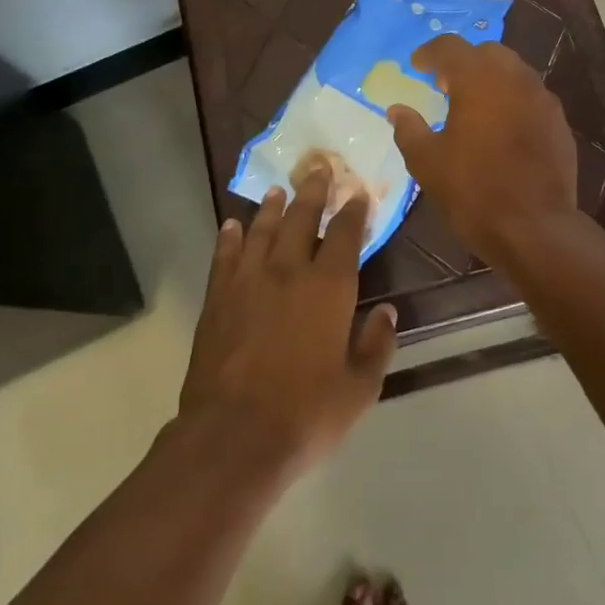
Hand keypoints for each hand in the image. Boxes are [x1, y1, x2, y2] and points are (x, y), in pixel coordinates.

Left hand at [178, 169, 397, 474]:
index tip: (357, 191)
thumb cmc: (306, 413)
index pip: (345, 235)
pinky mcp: (217, 299)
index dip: (353, 210)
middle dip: (312, 191)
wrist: (233, 437)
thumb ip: (377, 344)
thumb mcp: (360, 388)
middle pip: (301, 219)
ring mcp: (248, 282)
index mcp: (329, 288)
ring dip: (271, 207)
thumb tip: (387, 312)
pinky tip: (232, 225)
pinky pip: (225, 256)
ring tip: (277, 189)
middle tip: (318, 167)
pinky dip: (230, 238)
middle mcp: (288, 272)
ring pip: (262, 230)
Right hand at [387, 35, 580, 265]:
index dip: (429, 53)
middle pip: (487, 52)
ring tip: (472, 105)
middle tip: (444, 84)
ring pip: (514, 72)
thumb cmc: (473, 190)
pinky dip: (511, 100)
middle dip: (463, 61)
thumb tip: (397, 110)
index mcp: (479, 79)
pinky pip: (531, 97)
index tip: (415, 64)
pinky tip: (501, 127)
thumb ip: (409, 129)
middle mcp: (515, 78)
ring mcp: (543, 99)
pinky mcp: (559, 123)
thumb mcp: (427, 162)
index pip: (450, 47)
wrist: (535, 228)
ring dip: (490, 79)